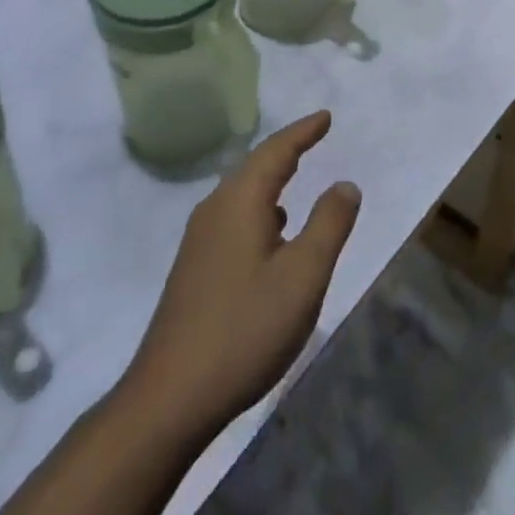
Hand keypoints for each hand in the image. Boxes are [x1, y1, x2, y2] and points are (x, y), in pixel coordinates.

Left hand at [124, 112, 360, 436]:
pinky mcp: (194, 268)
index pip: (276, 151)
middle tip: (314, 137)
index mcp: (240, 201)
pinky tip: (272, 234)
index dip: (303, 131)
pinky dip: (259, 209)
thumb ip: (329, 225)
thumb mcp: (303, 277)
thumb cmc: (244, 329)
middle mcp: (215, 210)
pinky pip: (234, 218)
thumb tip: (345, 184)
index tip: (326, 117)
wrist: (169, 397)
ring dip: (271, 181)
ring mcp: (199, 240)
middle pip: (255, 166)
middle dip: (287, 150)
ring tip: (296, 178)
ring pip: (242, 194)